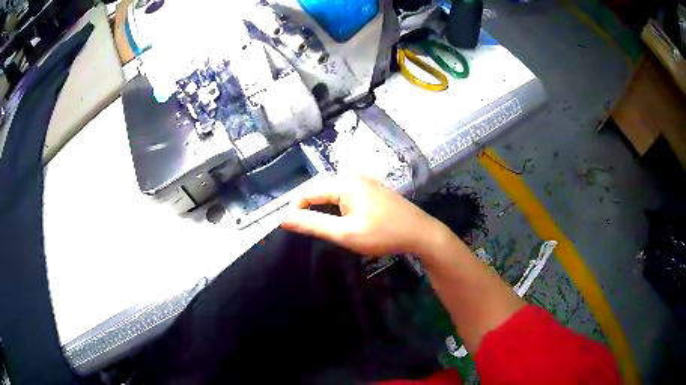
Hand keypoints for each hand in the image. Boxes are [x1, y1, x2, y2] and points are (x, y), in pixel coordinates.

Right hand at [280, 175, 447, 256]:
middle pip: (319, 188)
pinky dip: (335, 206)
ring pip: (332, 191)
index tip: (290, 227)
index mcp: (344, 182)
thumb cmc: (382, 234)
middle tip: (304, 229)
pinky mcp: (371, 188)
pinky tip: (338, 219)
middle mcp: (352, 175)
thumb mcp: (345, 233)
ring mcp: (364, 180)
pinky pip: (345, 193)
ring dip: (321, 207)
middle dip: (307, 207)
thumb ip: (312, 224)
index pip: (307, 191)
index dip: (294, 208)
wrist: (420, 233)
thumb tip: (283, 218)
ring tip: (319, 227)